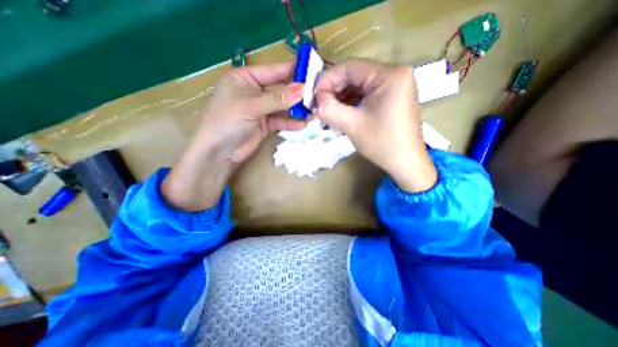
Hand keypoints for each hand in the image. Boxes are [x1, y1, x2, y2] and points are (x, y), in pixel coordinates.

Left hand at [161, 61, 306, 210]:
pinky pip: (280, 121)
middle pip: (280, 89)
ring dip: (296, 109)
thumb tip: (302, 89)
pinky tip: (302, 124)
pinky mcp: (265, 124)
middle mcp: (254, 91)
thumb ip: (278, 98)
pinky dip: (290, 122)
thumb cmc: (228, 120)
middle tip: (316, 95)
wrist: (219, 152)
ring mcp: (261, 109)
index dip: (292, 71)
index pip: (273, 71)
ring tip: (312, 111)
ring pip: (282, 106)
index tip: (312, 71)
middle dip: (297, 93)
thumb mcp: (252, 106)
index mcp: (246, 78)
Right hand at [315, 58, 438, 191]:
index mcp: (389, 75)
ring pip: (360, 85)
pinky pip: (367, 93)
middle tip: (320, 106)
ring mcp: (396, 85)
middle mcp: (395, 74)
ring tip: (329, 111)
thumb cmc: (382, 144)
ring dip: (342, 97)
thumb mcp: (352, 125)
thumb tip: (316, 100)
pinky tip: (342, 112)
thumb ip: (329, 109)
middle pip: (355, 75)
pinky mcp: (393, 96)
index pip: (350, 68)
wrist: (406, 163)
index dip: (328, 80)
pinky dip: (352, 102)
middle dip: (334, 90)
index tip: (314, 97)